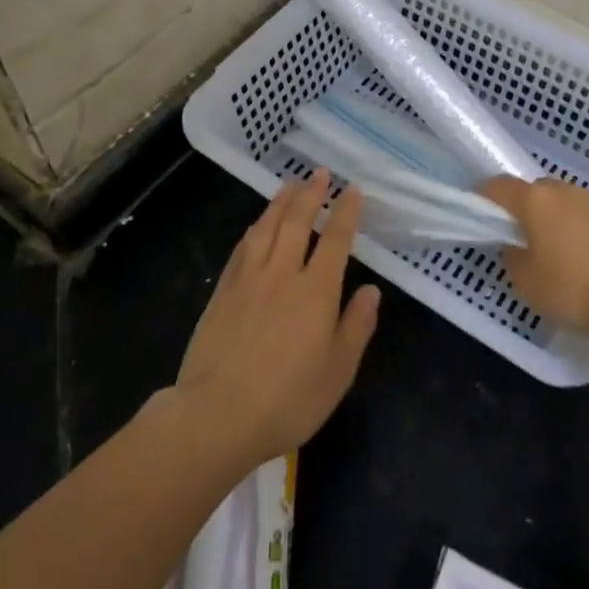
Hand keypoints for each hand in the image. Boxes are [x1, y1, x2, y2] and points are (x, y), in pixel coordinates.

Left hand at [175, 171, 379, 467]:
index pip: (335, 240)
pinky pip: (242, 248)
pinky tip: (256, 225)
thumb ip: (356, 326)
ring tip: (290, 185)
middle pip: (297, 222)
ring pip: (266, 228)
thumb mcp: (337, 371)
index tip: (353, 190)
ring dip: (280, 202)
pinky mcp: (222, 292)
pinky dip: (254, 229)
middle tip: (319, 173)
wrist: (217, 415)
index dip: (346, 212)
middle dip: (311, 194)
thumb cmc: (288, 399)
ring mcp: (248, 280)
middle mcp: (282, 274)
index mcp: (316, 290)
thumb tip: (372, 291)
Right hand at [484, 176, 588, 415]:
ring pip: (567, 204)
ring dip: (557, 220)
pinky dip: (584, 232)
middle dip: (525, 209)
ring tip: (558, 252)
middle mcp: (565, 192)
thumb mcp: (529, 284)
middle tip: (521, 238)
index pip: (500, 186)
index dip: (485, 197)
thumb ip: (513, 259)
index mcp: (536, 202)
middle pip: (535, 191)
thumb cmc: (575, 289)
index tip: (479, 212)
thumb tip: (514, 246)